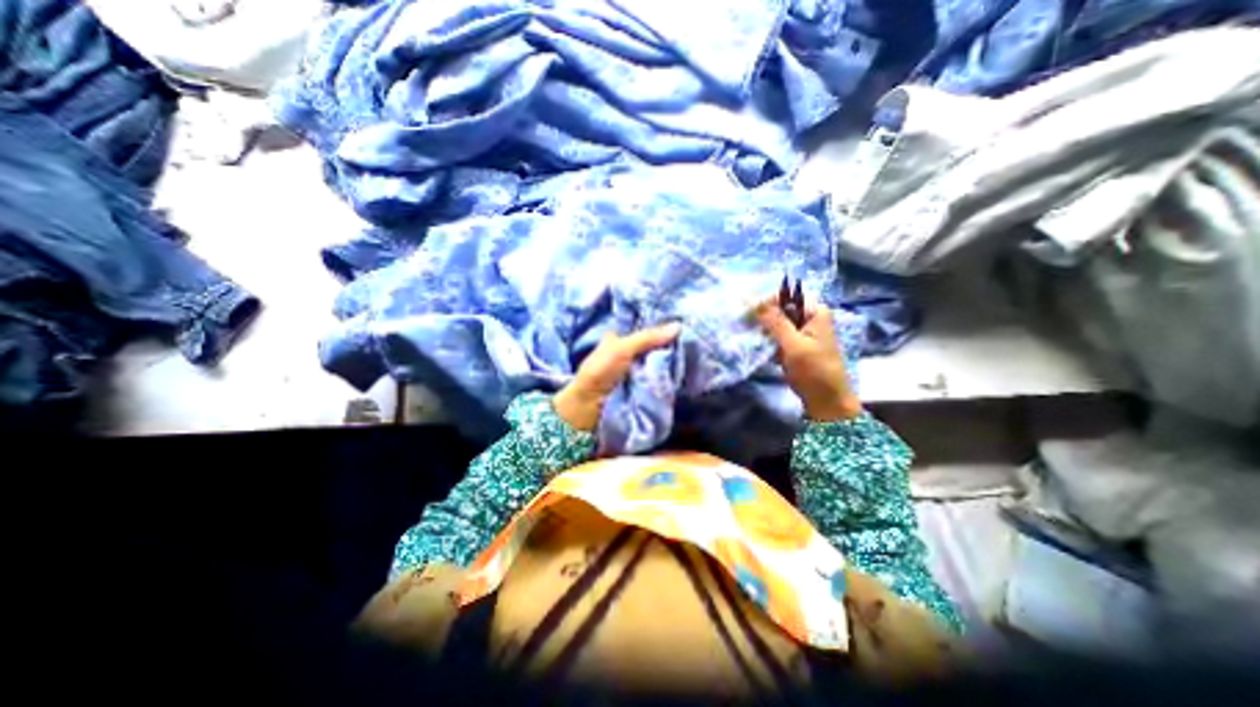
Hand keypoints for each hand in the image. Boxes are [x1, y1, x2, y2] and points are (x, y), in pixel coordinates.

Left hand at [556, 323, 684, 430]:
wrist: (590, 406)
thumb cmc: (601, 371)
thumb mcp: (623, 349)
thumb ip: (648, 337)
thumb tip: (678, 326)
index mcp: (618, 338)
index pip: (643, 328)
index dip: (659, 325)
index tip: (681, 323)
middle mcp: (626, 352)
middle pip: (652, 345)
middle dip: (667, 344)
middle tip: (690, 339)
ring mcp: (634, 370)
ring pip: (656, 361)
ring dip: (668, 360)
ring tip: (690, 353)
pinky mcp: (640, 386)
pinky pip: (656, 377)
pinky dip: (665, 375)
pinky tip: (681, 370)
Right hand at [750, 295, 860, 421]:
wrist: (826, 402)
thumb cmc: (814, 371)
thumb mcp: (793, 345)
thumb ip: (775, 321)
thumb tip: (753, 300)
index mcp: (815, 312)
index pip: (787, 296)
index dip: (767, 302)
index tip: (747, 314)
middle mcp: (810, 318)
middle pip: (782, 309)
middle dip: (764, 317)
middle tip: (747, 326)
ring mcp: (803, 333)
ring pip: (778, 324)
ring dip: (765, 330)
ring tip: (753, 338)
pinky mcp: (797, 346)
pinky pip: (779, 337)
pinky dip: (769, 341)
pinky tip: (761, 347)